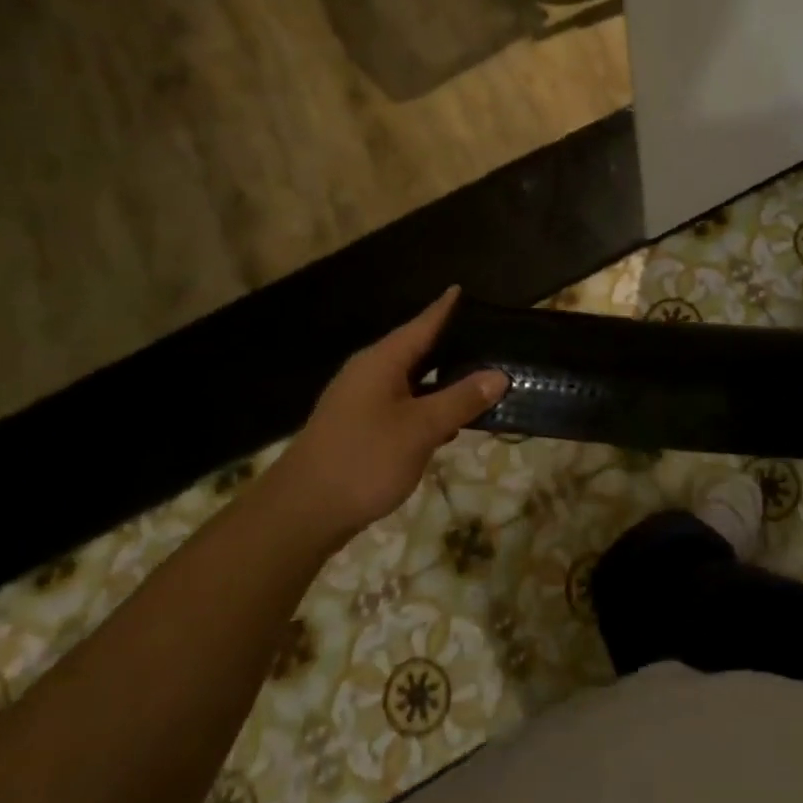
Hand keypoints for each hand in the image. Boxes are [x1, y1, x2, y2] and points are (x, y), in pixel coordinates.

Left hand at [272, 288, 507, 541]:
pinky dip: (428, 405)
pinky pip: (402, 403)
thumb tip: (499, 374)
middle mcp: (369, 373)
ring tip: (479, 378)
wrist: (303, 512)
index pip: (421, 325)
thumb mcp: (421, 429)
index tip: (462, 289)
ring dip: (442, 380)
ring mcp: (360, 401)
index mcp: (382, 362)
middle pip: (416, 350)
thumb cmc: (364, 460)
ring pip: (411, 380)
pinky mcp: (359, 427)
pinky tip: (450, 420)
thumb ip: (461, 400)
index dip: (444, 309)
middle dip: (450, 345)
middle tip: (489, 339)